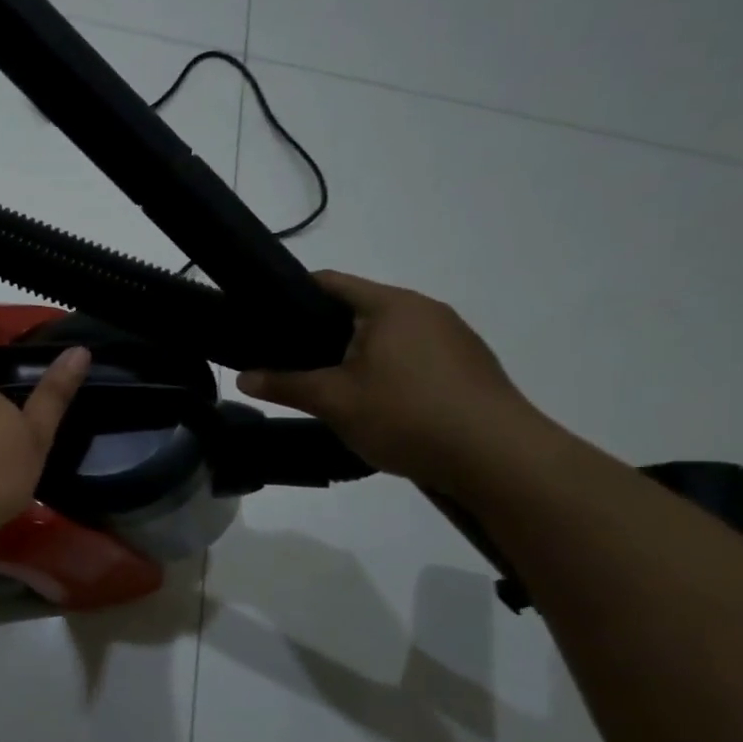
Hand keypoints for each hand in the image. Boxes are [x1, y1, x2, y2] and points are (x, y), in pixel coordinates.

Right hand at [237, 271, 549, 489]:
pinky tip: (377, 403)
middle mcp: (426, 310)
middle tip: (288, 359)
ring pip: (387, 335)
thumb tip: (242, 378)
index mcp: (391, 305)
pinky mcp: (469, 367)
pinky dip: (388, 370)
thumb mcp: (334, 402)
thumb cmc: (407, 416)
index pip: (330, 282)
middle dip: (321, 331)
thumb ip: (285, 385)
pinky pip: (414, 356)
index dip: (291, 293)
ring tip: (328, 384)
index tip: (263, 316)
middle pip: (359, 309)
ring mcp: (454, 337)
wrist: (500, 459)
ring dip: (356, 354)